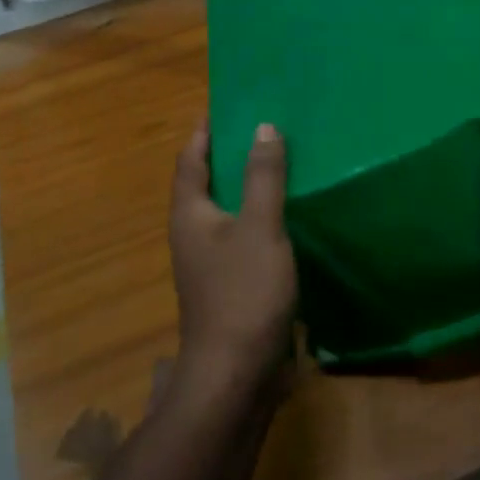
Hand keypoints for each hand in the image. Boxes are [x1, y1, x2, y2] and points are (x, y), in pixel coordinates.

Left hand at [169, 121, 297, 396]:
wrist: (236, 374)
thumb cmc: (243, 293)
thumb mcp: (259, 227)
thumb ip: (263, 177)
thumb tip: (263, 127)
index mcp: (190, 214)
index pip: (191, 160)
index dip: (205, 132)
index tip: (226, 105)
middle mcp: (194, 234)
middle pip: (207, 184)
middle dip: (230, 155)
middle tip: (264, 128)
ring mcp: (211, 263)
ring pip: (228, 211)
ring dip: (248, 187)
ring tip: (281, 163)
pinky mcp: (232, 285)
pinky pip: (244, 237)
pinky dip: (261, 217)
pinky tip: (289, 215)